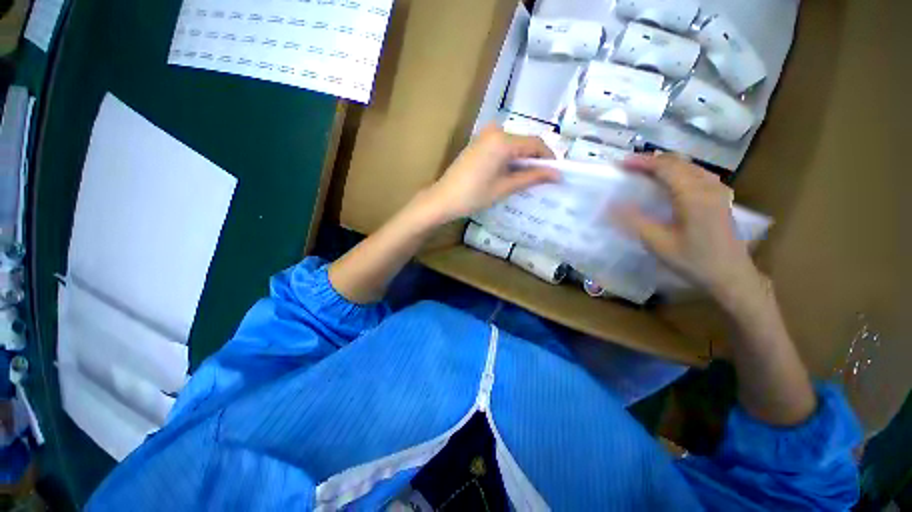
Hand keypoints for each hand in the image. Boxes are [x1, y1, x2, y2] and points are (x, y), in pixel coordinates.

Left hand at [423, 126, 558, 222]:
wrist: (443, 198)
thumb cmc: (474, 195)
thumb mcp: (505, 187)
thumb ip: (531, 177)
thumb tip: (556, 174)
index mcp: (503, 140)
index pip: (535, 143)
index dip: (548, 157)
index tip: (555, 173)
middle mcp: (495, 131)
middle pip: (524, 142)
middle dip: (535, 159)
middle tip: (542, 179)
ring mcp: (484, 136)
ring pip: (513, 144)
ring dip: (522, 160)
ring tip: (527, 179)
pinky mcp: (478, 143)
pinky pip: (501, 146)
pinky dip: (510, 158)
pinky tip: (510, 173)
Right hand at [616, 153, 763, 301]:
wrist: (731, 275)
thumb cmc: (693, 260)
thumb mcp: (657, 243)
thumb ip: (634, 220)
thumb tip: (610, 204)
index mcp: (693, 195)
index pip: (665, 167)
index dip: (641, 162)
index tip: (620, 163)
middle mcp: (708, 186)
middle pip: (678, 162)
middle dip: (651, 161)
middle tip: (628, 167)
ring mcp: (717, 190)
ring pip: (689, 166)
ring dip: (664, 165)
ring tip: (644, 172)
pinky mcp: (720, 197)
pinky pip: (697, 174)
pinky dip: (678, 171)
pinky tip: (670, 182)